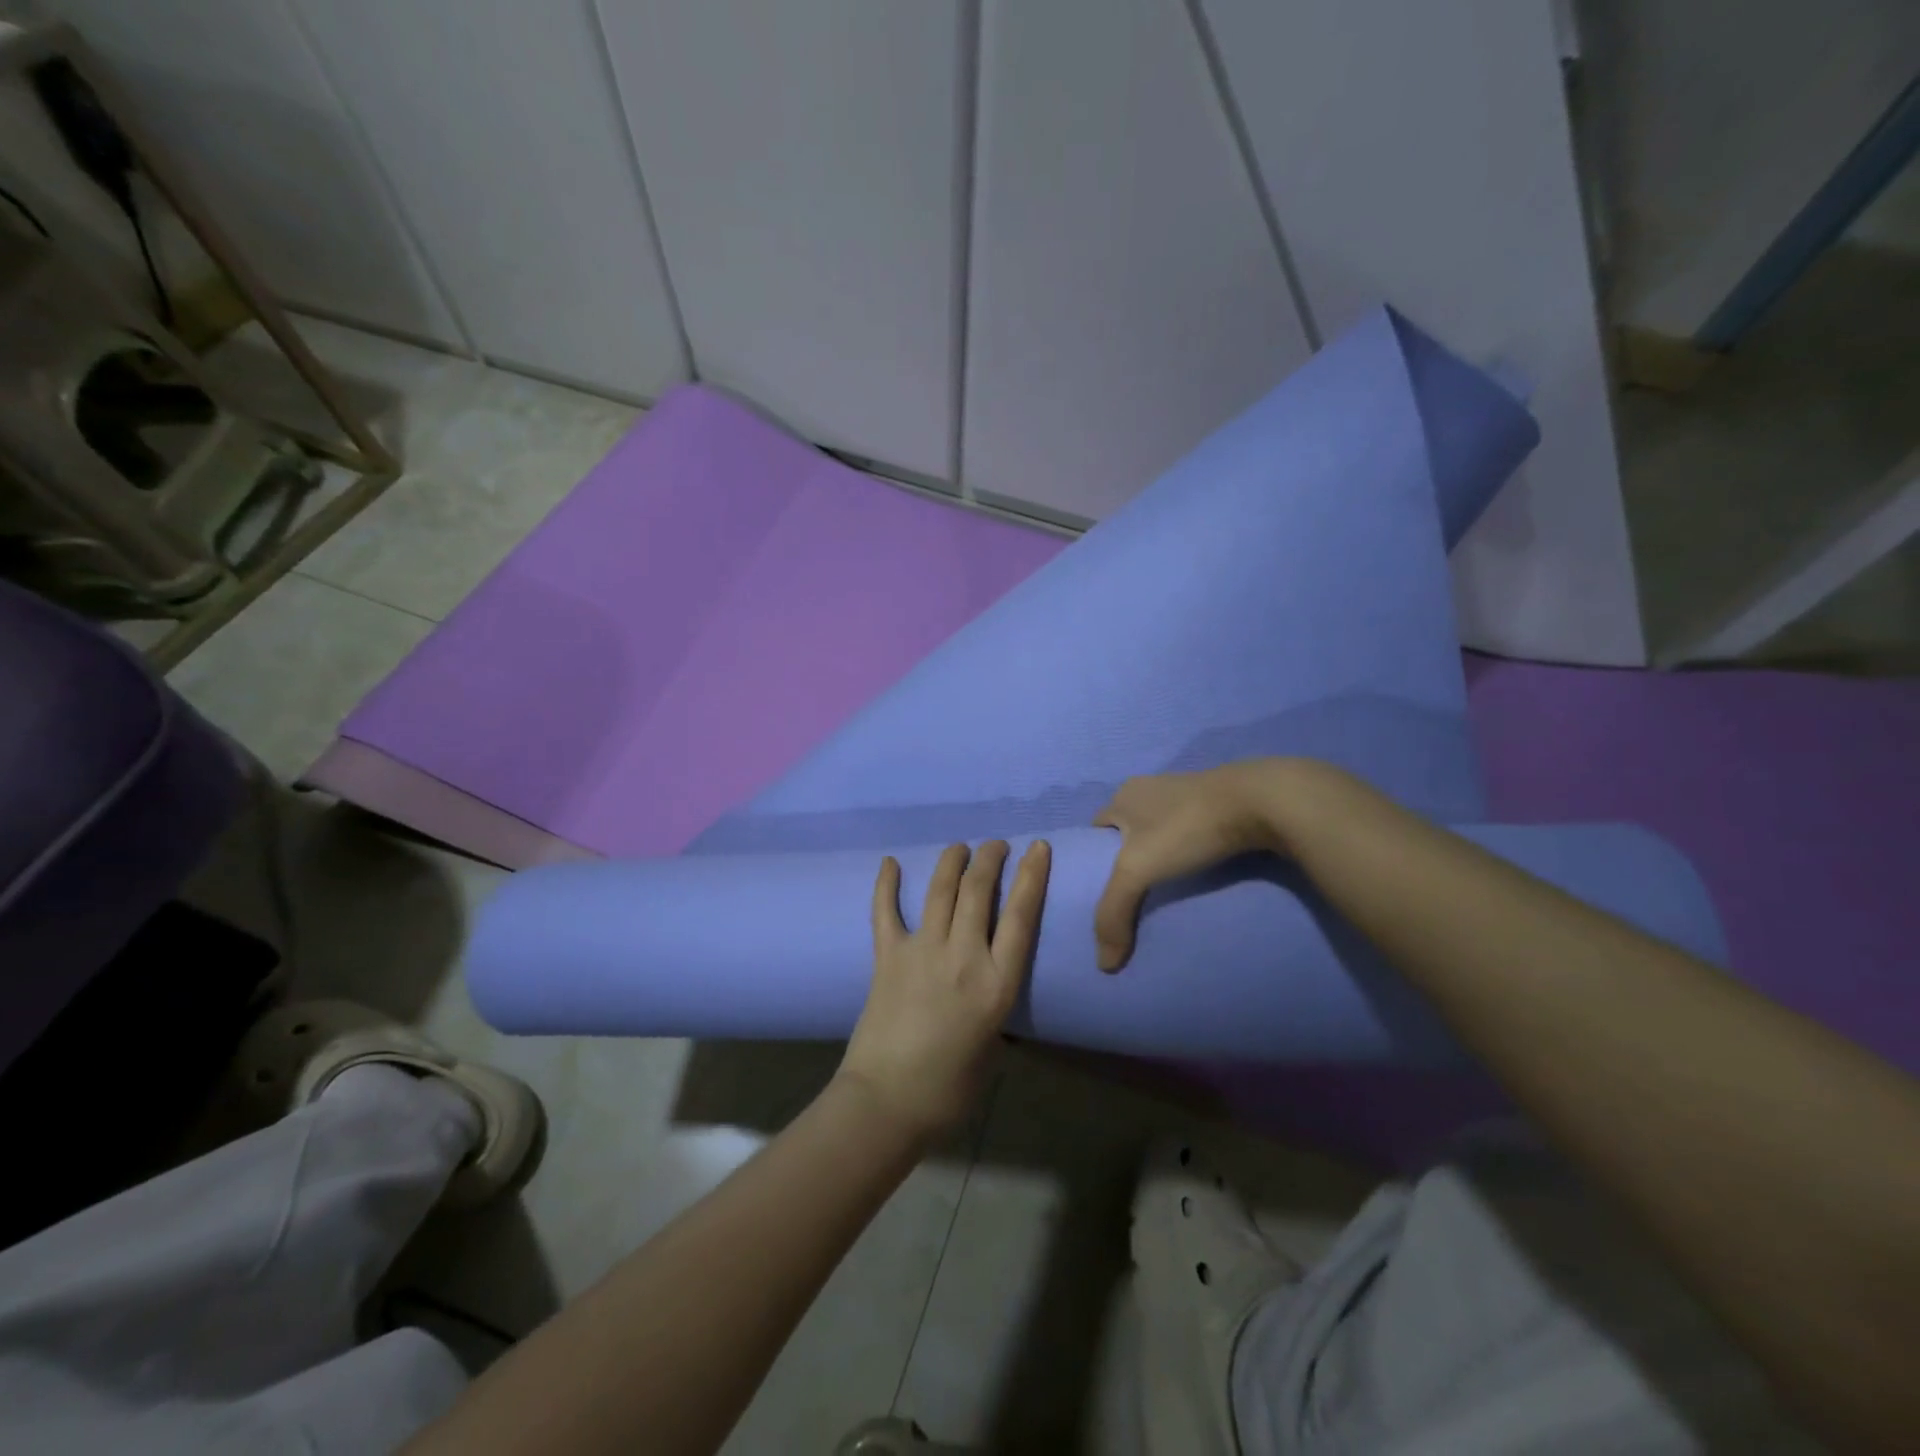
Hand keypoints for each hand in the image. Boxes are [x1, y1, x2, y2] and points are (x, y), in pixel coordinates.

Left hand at [840, 839, 1050, 1143]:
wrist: (886, 1103)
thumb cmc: (950, 1088)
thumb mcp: (994, 1048)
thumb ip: (996, 1006)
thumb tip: (992, 984)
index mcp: (997, 984)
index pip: (1021, 916)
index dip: (1032, 876)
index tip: (1037, 847)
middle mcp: (962, 956)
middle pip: (979, 891)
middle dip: (991, 859)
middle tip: (996, 845)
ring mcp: (921, 951)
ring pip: (940, 890)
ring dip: (952, 861)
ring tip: (961, 847)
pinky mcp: (887, 956)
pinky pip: (885, 911)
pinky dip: (886, 884)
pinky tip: (889, 861)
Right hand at [1092, 762, 1299, 969]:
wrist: (1261, 800)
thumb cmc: (1187, 827)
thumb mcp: (1138, 870)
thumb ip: (1113, 913)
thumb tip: (1103, 965)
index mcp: (1123, 795)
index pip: (1096, 832)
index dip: (1094, 861)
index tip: (1103, 893)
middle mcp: (1150, 788)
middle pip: (1128, 832)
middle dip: (1129, 861)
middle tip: (1135, 898)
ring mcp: (1186, 792)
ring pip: (1161, 831)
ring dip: (1162, 856)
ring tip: (1168, 891)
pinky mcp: (1219, 802)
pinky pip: (1191, 831)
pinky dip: (1190, 851)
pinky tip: (1200, 872)